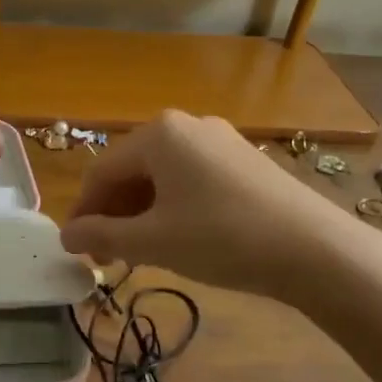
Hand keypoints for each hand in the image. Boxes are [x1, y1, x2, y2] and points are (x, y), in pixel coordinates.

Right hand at [59, 111, 372, 304]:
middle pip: (131, 170)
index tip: (78, 249)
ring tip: (141, 251)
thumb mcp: (153, 241)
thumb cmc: (222, 238)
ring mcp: (220, 139)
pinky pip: (192, 178)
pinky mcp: (245, 159)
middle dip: (114, 213)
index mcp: (158, 134)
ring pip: (162, 176)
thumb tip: (65, 236)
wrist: (316, 250)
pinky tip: (179, 236)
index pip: (101, 172)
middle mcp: (187, 125)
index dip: (84, 212)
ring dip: (142, 212)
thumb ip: (102, 235)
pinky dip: (173, 206)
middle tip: (109, 256)